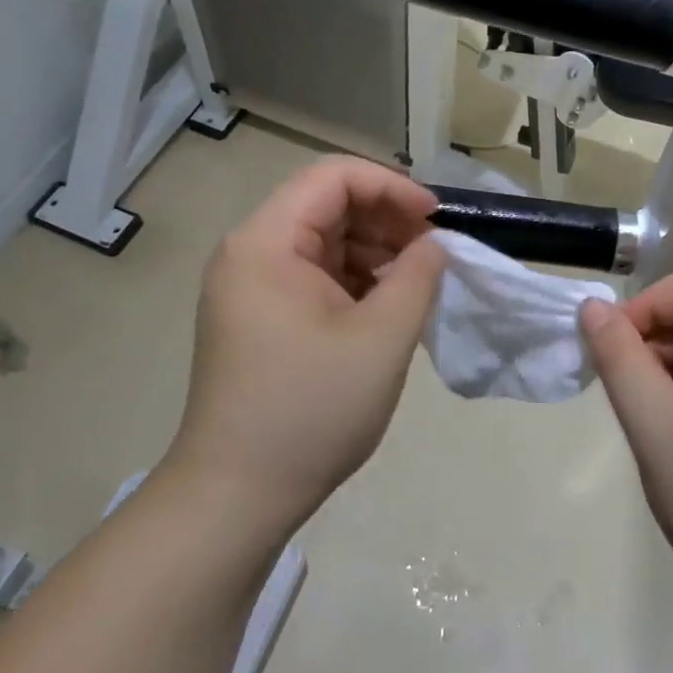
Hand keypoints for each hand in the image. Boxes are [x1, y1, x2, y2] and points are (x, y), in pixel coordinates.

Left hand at [165, 157, 446, 535]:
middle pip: (325, 206)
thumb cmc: (311, 410)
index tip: (436, 220)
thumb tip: (433, 244)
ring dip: (373, 252)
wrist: (237, 496)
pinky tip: (385, 308)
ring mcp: (250, 288)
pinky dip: (353, 281)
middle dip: (385, 220)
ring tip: (415, 285)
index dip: (391, 187)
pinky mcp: (258, 318)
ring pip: (322, 242)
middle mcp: (249, 254)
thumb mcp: (382, 338)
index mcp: (266, 243)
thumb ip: (417, 276)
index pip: (333, 177)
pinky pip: (312, 277)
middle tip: (433, 255)